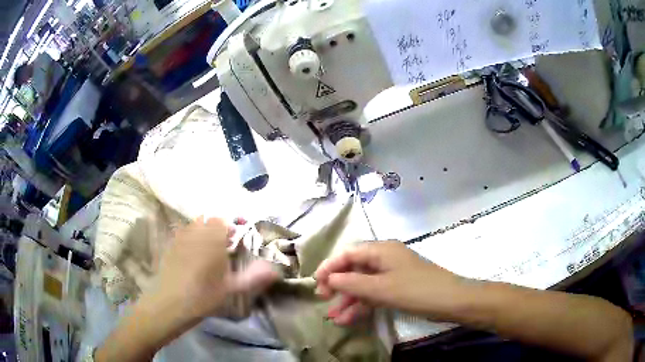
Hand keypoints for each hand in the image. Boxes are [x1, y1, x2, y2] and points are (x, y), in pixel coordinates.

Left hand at [152, 217, 278, 319]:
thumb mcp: (232, 288)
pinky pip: (182, 234)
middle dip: (216, 229)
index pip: (222, 221)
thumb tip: (275, 270)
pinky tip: (191, 257)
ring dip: (202, 232)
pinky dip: (189, 239)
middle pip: (207, 220)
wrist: (171, 303)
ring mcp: (180, 238)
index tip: (234, 242)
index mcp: (213, 239)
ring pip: (194, 226)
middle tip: (222, 247)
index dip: (230, 228)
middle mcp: (196, 232)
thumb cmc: (205, 295)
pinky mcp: (170, 246)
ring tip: (207, 251)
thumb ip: (254, 277)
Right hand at [315, 241, 465, 324]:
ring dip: (349, 300)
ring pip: (363, 284)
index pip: (348, 253)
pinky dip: (363, 305)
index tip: (316, 283)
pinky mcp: (398, 288)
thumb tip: (330, 278)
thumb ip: (352, 283)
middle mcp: (385, 258)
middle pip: (354, 269)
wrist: (451, 301)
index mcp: (381, 250)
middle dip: (338, 285)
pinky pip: (375, 294)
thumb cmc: (415, 290)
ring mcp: (392, 274)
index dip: (330, 266)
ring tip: (333, 318)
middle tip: (323, 300)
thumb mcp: (380, 288)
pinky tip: (349, 319)